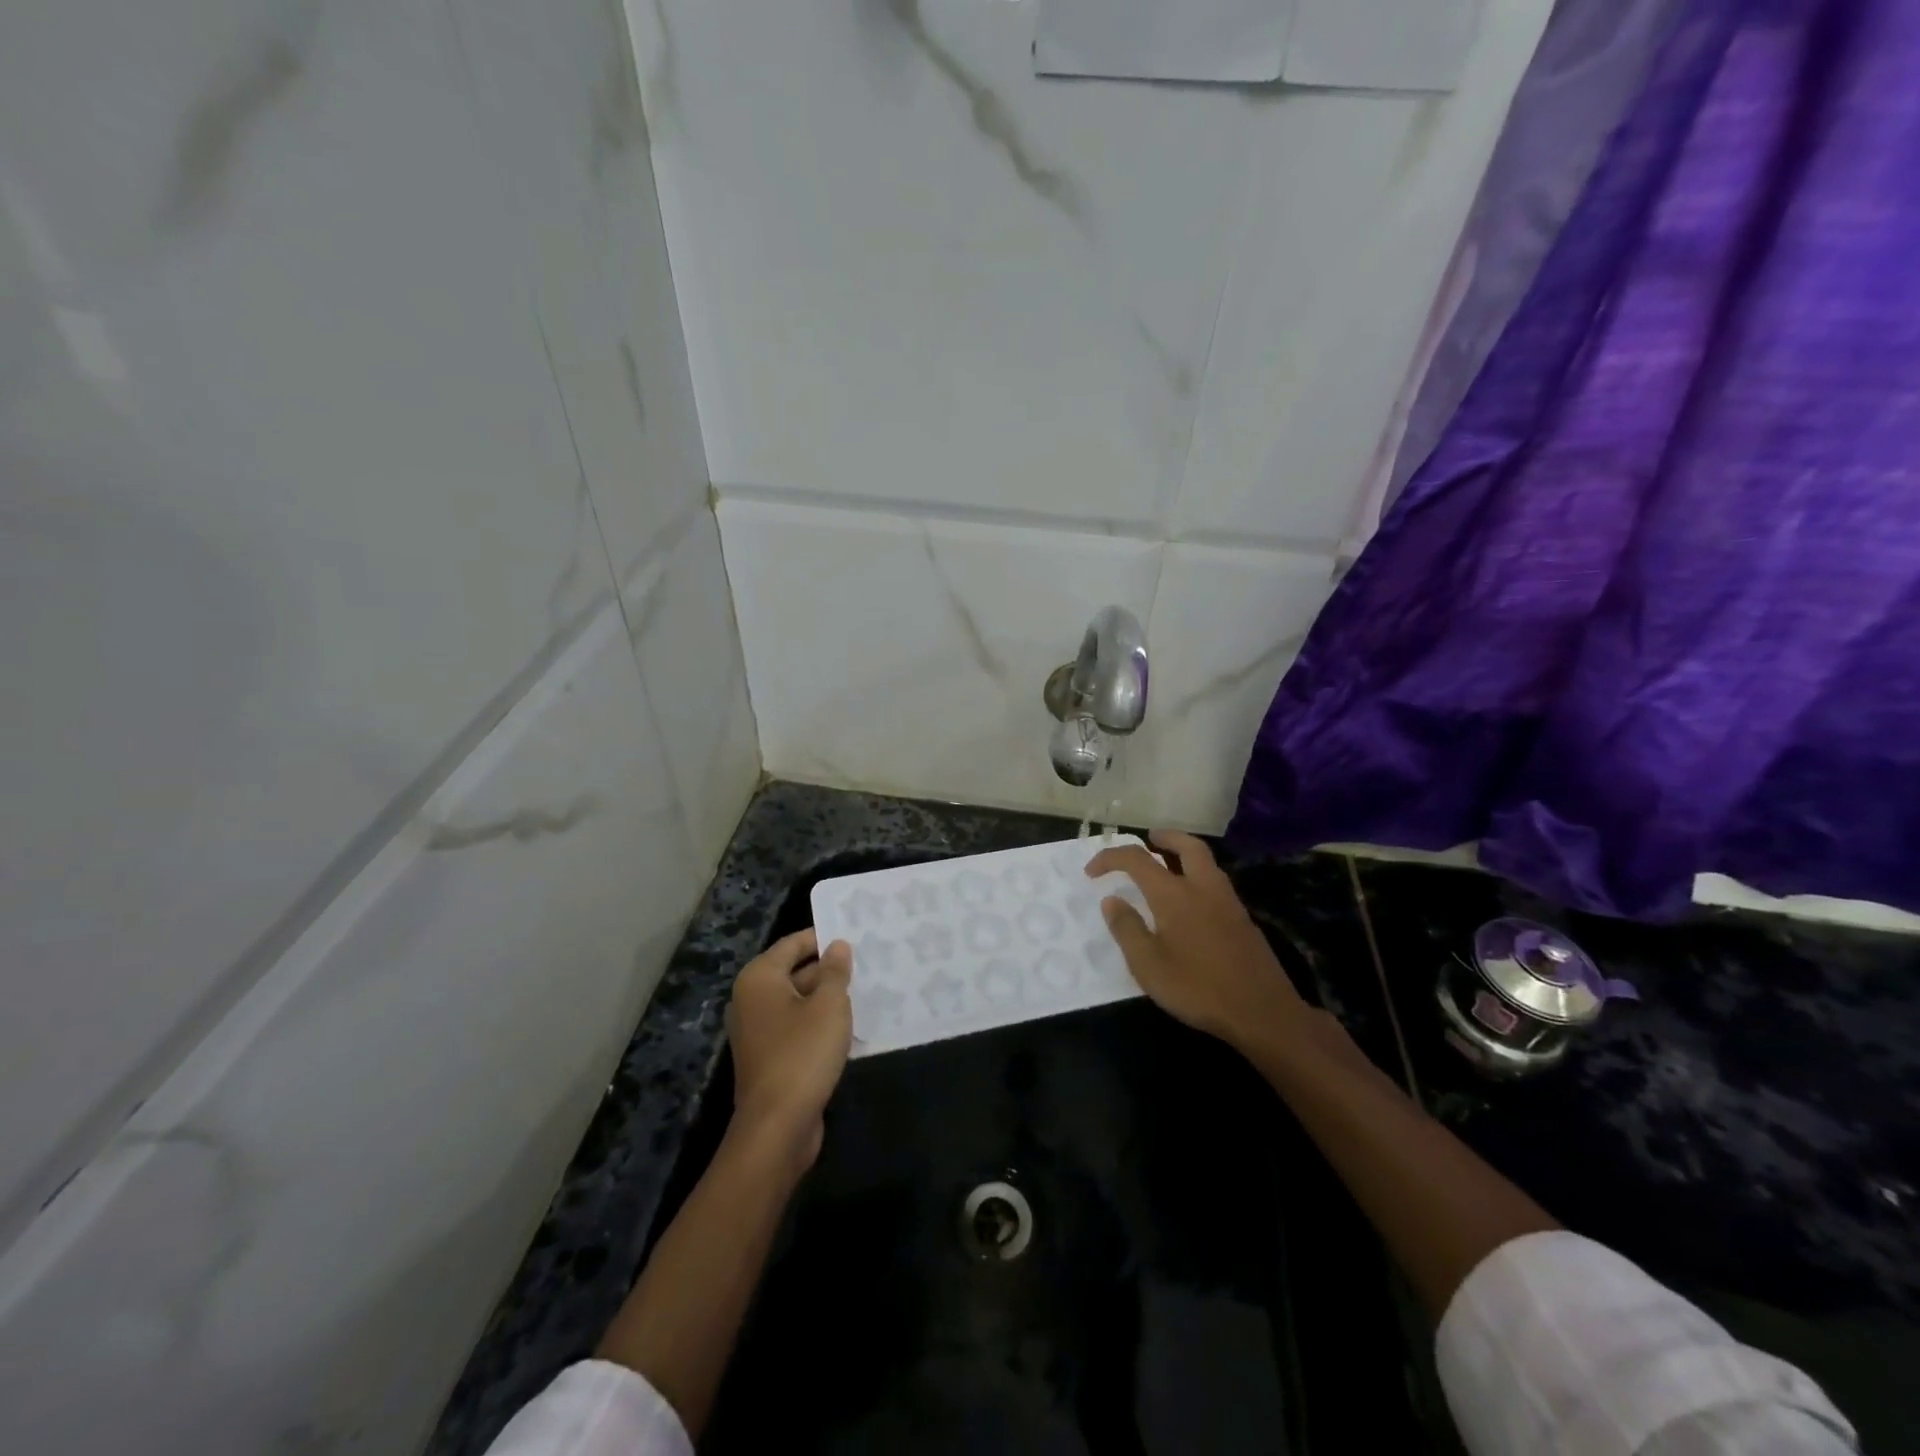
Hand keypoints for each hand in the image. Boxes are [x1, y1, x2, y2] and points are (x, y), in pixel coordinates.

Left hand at [726, 929, 852, 1168]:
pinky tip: (849, 1026)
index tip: (856, 936)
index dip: (824, 938)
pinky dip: (819, 1023)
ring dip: (827, 998)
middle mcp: (752, 999)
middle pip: (795, 971)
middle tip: (867, 963)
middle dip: (829, 969)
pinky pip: (797, 1027)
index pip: (794, 943)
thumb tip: (838, 945)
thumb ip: (835, 971)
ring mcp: (758, 1030)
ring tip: (865, 990)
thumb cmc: (803, 1054)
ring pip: (798, 1001)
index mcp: (760, 978)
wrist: (777, 1127)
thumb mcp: (829, 1006)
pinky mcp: (769, 1056)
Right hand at [1086, 830, 1309, 1053]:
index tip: (1092, 871)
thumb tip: (1112, 900)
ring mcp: (1228, 902)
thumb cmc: (1197, 987)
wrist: (1261, 1011)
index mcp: (1174, 894)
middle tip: (1149, 839)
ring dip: (1185, 854)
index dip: (1111, 858)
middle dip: (1165, 837)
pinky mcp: (1243, 920)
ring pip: (1207, 862)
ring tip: (1167, 865)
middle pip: (1187, 846)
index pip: (1137, 859)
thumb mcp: (1148, 965)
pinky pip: (1216, 882)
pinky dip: (1199, 876)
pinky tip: (1191, 900)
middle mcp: (1203, 888)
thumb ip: (1127, 929)